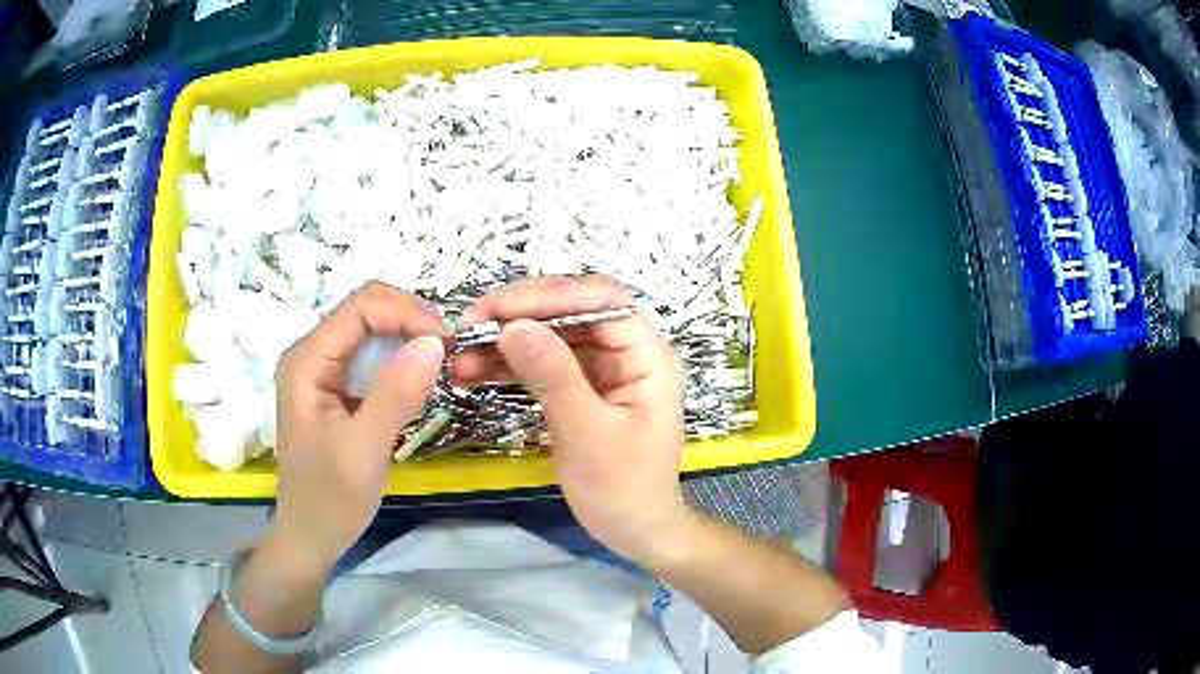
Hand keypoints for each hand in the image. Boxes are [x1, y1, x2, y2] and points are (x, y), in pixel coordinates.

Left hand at [271, 281, 444, 573]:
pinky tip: (420, 380)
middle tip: (449, 351)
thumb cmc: (329, 499)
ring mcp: (324, 372)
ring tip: (442, 363)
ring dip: (408, 339)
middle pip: (366, 311)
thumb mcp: (364, 450)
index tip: (448, 341)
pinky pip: (373, 359)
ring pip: (372, 332)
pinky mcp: (338, 390)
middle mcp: (312, 355)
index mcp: (307, 361)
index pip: (360, 308)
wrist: (311, 537)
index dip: (406, 313)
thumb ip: (395, 394)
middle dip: (409, 321)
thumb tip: (435, 342)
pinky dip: (401, 362)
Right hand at [453, 275, 691, 563]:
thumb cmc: (623, 487)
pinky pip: (541, 365)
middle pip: (569, 312)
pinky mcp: (579, 389)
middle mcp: (624, 352)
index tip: (497, 309)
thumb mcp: (587, 433)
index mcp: (645, 354)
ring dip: (504, 342)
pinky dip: (507, 366)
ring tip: (458, 357)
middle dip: (517, 316)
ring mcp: (600, 370)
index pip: (601, 299)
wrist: (634, 530)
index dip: (549, 294)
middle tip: (467, 329)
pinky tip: (471, 373)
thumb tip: (512, 326)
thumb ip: (553, 375)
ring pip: (548, 337)